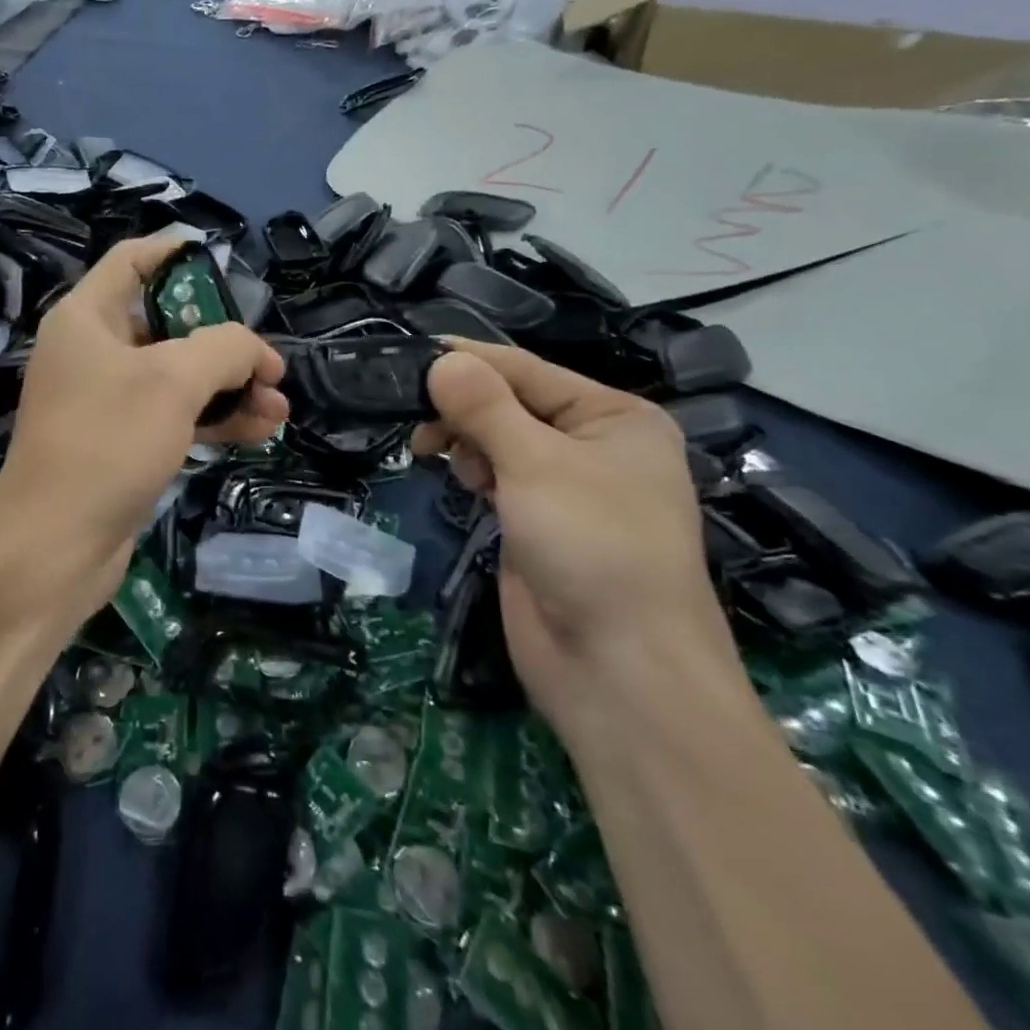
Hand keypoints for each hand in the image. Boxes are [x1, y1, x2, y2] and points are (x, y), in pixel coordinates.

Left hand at [0, 235, 287, 625]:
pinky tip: (261, 431)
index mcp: (88, 318)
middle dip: (224, 341)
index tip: (228, 265)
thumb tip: (257, 352)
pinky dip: (214, 419)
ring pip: (179, 376)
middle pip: (168, 323)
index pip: (133, 260)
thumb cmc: (107, 444)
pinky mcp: (121, 443)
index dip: (179, 253)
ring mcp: (107, 400)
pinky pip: (174, 416)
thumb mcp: (174, 382)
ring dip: (230, 387)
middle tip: (269, 364)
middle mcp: (94, 351)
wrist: (53, 549)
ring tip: (280, 405)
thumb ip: (225, 348)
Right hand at [413, 340, 740, 739]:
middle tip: (419, 425)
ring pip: (500, 439)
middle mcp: (594, 445)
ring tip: (438, 457)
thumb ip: (484, 407)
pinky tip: (462, 483)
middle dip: (464, 409)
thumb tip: (441, 359)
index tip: (409, 357)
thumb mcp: (536, 464)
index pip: (527, 370)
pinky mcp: (539, 523)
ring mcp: (566, 487)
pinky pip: (498, 477)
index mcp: (614, 417)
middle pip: (511, 403)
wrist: (620, 671)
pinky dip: (474, 471)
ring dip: (466, 441)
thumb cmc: (591, 547)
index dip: (468, 361)